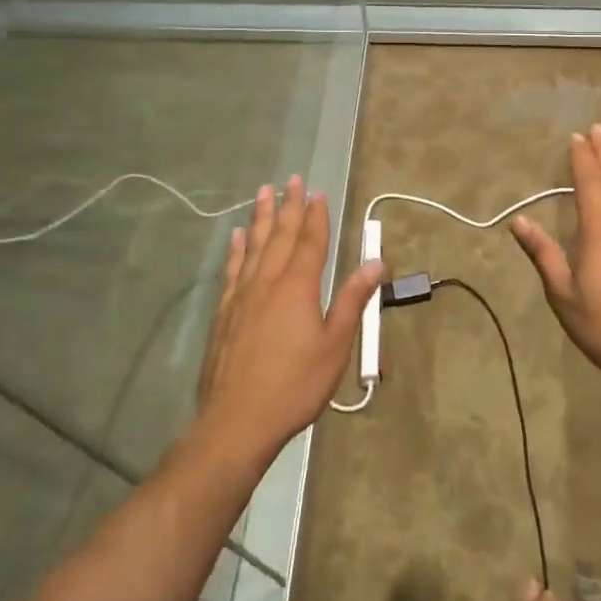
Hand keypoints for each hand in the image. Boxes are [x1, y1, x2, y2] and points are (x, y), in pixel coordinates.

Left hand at [196, 176, 382, 466]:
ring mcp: (243, 294)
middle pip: (282, 235)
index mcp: (299, 286)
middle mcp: (269, 280)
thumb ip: (353, 300)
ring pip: (255, 244)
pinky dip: (237, 248)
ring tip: (265, 192)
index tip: (319, 193)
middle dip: (290, 205)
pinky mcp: (225, 311)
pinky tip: (238, 236)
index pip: (311, 241)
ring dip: (263, 216)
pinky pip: (233, 268)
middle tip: (293, 179)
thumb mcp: (335, 346)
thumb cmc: (294, 385)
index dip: (316, 216)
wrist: (237, 420)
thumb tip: (375, 262)